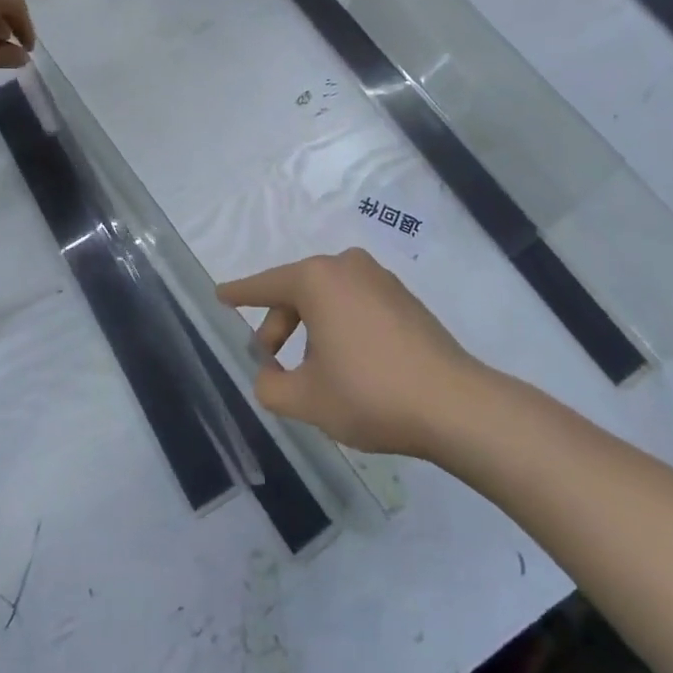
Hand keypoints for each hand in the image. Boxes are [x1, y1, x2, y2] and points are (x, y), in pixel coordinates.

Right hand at [218, 248, 487, 457]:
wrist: (453, 405)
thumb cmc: (369, 393)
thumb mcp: (306, 399)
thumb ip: (270, 386)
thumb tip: (269, 376)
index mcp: (317, 279)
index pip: (265, 285)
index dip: (239, 294)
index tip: (220, 295)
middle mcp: (347, 267)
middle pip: (297, 292)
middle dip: (278, 326)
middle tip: (269, 363)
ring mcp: (381, 280)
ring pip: (328, 299)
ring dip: (311, 330)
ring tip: (312, 373)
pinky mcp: (405, 299)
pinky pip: (356, 304)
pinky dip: (340, 327)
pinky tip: (346, 365)